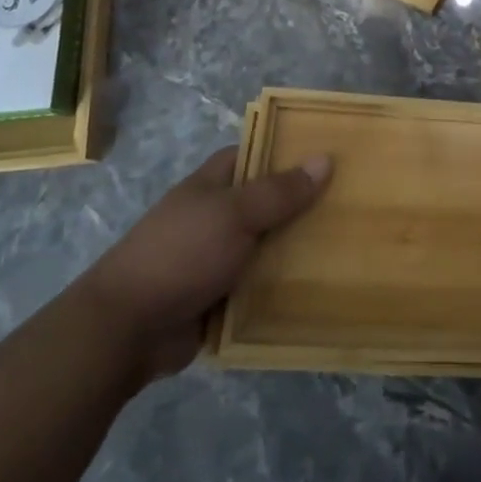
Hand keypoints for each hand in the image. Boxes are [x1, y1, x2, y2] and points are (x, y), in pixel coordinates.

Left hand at [81, 145, 331, 379]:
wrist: (127, 329)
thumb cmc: (181, 254)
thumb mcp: (235, 214)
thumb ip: (280, 191)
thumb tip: (325, 158)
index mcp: (212, 185)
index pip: (254, 154)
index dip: (287, 152)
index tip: (329, 155)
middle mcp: (216, 216)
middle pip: (267, 202)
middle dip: (302, 203)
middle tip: (352, 202)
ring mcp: (217, 258)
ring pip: (267, 245)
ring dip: (297, 248)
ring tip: (349, 244)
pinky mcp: (221, 297)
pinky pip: (261, 285)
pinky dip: (283, 286)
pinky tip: (321, 285)